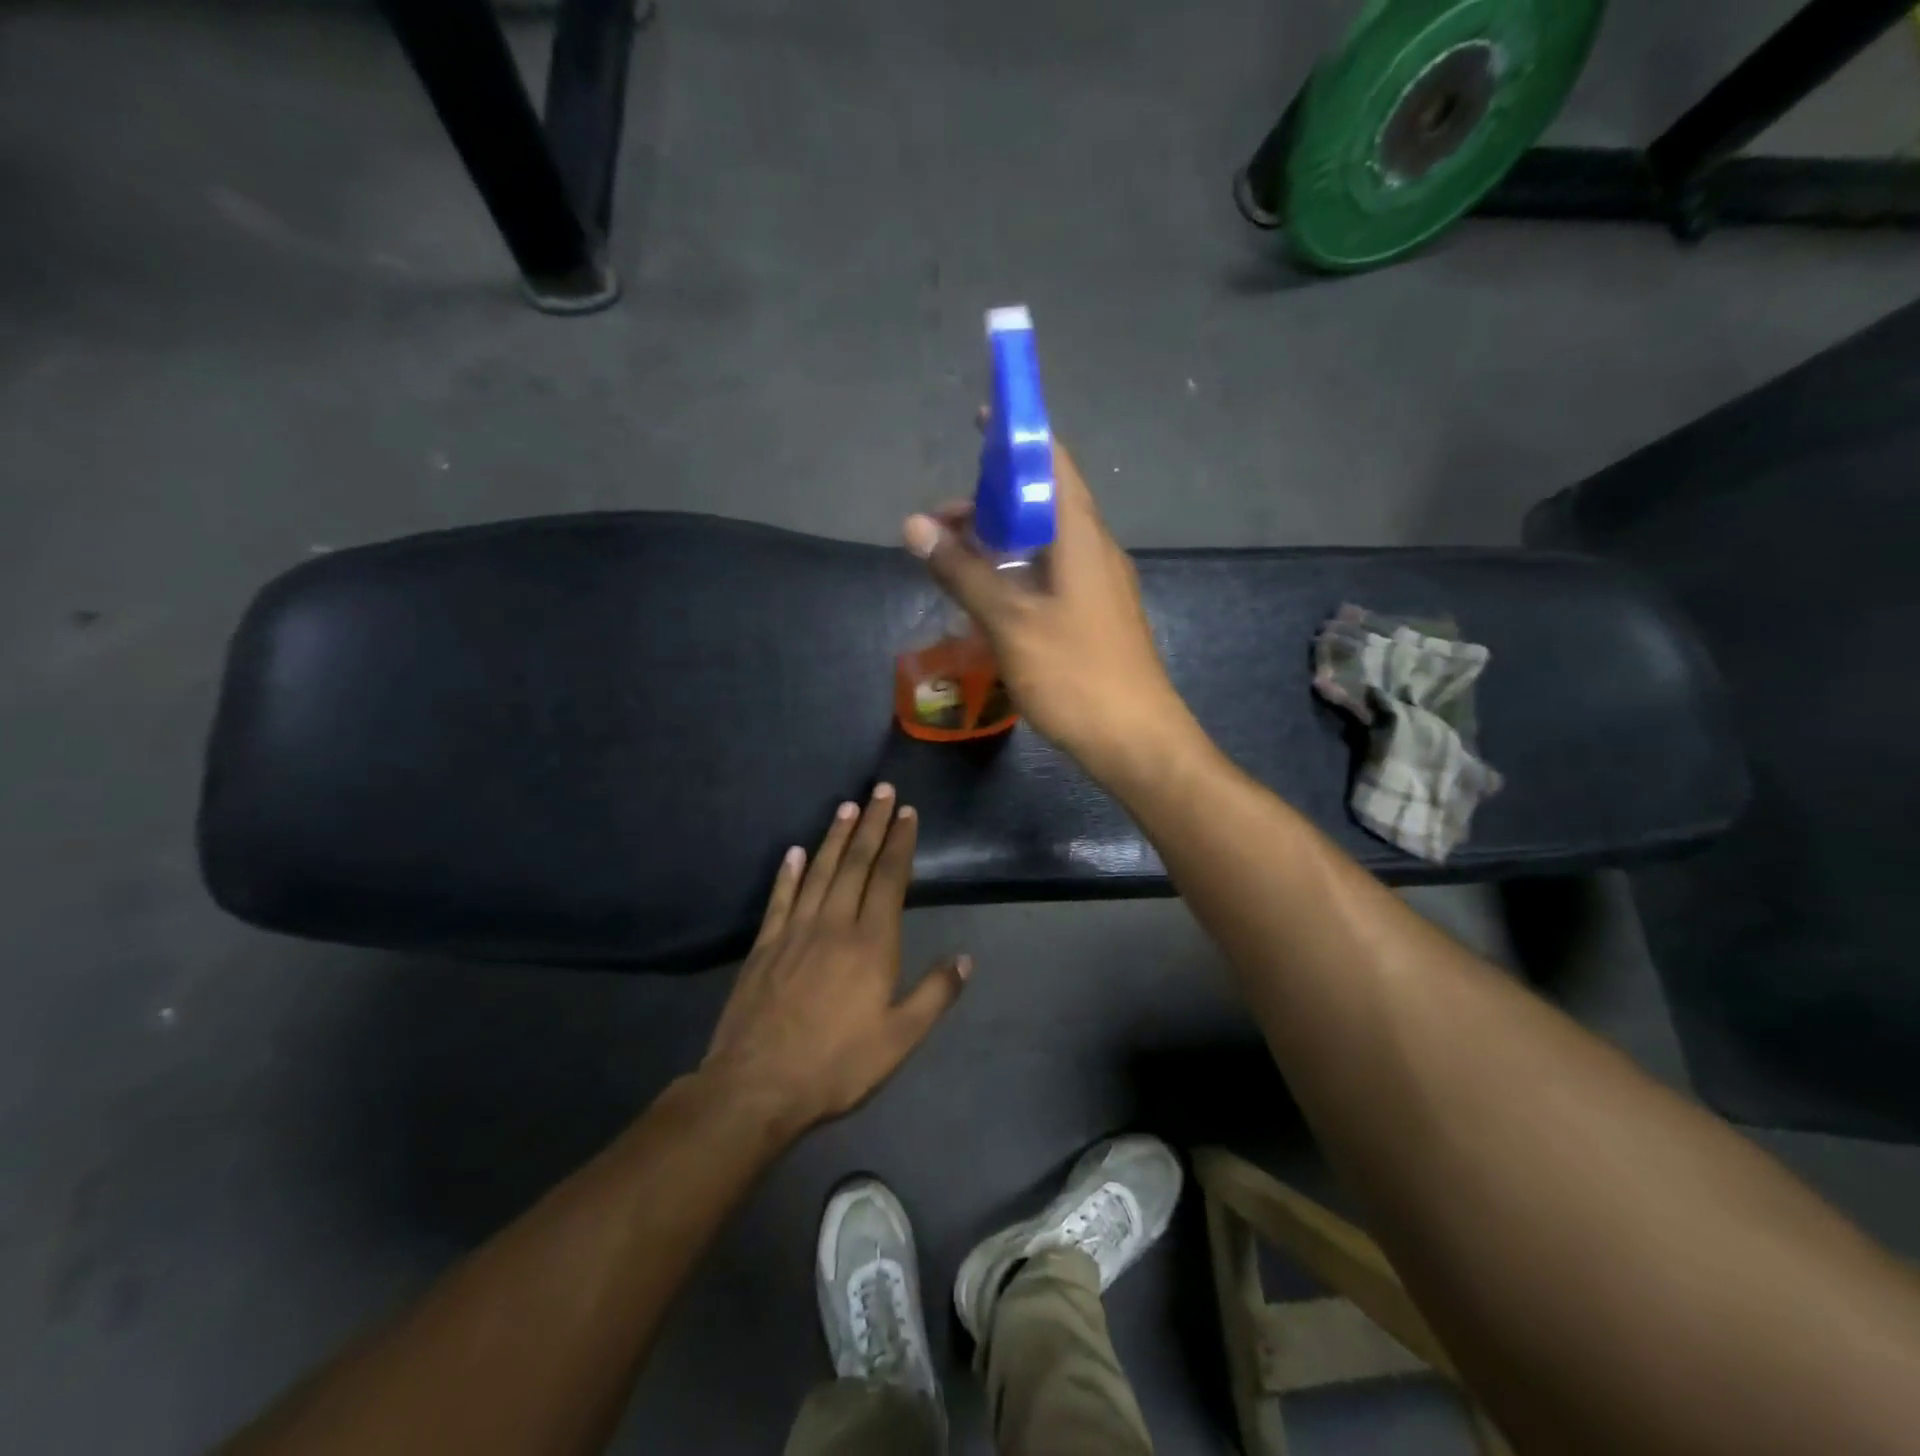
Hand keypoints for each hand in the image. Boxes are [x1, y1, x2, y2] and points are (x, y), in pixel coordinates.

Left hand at [702, 784, 969, 1134]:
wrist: (757, 1086)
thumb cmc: (836, 1065)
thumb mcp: (899, 1039)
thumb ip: (935, 995)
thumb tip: (965, 959)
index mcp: (871, 944)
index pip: (890, 879)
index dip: (900, 843)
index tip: (907, 813)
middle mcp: (834, 924)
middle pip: (856, 863)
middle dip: (872, 824)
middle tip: (881, 790)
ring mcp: (795, 931)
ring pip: (819, 871)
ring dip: (835, 837)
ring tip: (847, 807)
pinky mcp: (764, 945)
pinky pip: (780, 898)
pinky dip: (788, 872)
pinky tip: (793, 852)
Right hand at [903, 437, 1197, 786]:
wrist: (1136, 741)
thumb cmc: (1075, 675)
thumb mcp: (1010, 621)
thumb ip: (963, 571)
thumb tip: (914, 526)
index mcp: (1081, 536)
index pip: (1052, 461)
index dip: (1016, 435)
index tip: (978, 421)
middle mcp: (1095, 550)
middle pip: (1042, 502)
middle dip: (991, 499)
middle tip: (941, 520)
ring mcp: (1098, 585)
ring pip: (1044, 543)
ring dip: (1000, 540)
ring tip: (953, 557)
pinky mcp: (1095, 616)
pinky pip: (1051, 575)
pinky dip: (1016, 572)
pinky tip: (987, 596)